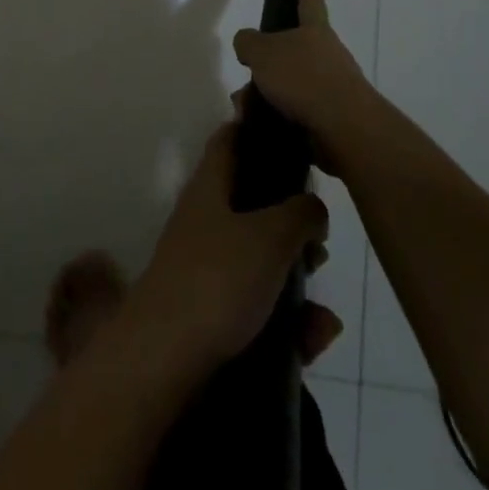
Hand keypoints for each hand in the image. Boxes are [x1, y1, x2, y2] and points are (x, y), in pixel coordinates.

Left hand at [130, 123, 333, 370]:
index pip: (231, 140)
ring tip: (323, 305)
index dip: (259, 130)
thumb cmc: (218, 279)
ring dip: (295, 278)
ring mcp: (207, 267)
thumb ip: (300, 214)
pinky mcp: (212, 313)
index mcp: (210, 187)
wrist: (165, 359)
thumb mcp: (269, 236)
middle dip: (292, 222)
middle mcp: (205, 220)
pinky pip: (259, 307)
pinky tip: (317, 337)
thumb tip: (313, 206)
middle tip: (322, 241)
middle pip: (253, 204)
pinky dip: (289, 321)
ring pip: (261, 260)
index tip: (295, 136)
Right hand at [231, 0, 380, 178]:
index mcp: (315, 32)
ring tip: (245, 109)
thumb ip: (248, 42)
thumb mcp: (262, 52)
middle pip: (293, 53)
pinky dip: (275, 118)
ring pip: (291, 86)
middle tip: (246, 77)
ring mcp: (333, 89)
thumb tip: (247, 44)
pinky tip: (258, 126)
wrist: (343, 129)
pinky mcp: (331, 120)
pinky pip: (295, 113)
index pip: (310, 3)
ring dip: (266, 96)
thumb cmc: (303, 78)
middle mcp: (328, 56)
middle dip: (268, 65)